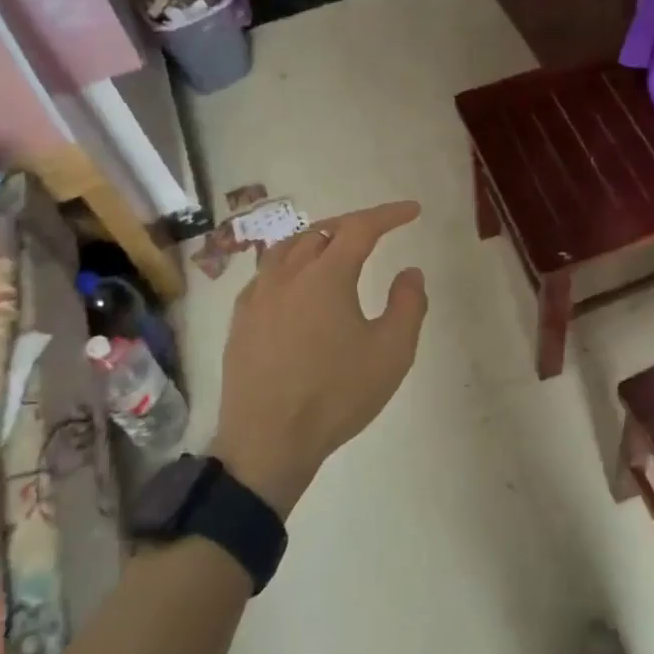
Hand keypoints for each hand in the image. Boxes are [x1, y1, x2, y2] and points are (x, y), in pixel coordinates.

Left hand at [211, 202, 427, 514]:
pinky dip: (290, 263)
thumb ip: (409, 304)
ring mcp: (258, 295)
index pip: (361, 227)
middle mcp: (288, 274)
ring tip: (336, 247)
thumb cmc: (336, 395)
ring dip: (318, 239)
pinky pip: (267, 273)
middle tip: (379, 230)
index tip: (412, 211)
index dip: (389, 214)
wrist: (268, 442)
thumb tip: (410, 271)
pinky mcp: (241, 319)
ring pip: (288, 247)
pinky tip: (296, 283)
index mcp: (326, 275)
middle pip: (322, 230)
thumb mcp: (392, 352)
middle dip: (354, 224)